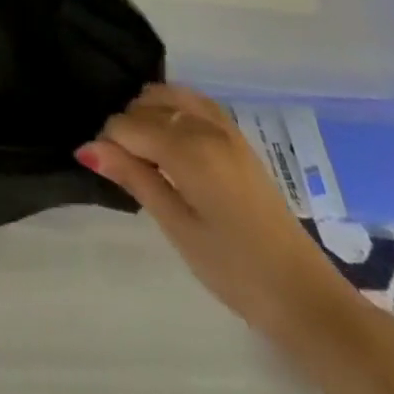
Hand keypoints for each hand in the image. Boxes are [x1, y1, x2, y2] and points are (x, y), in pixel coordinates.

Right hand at [76, 84, 357, 339]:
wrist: (307, 298)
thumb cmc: (235, 270)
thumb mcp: (177, 227)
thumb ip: (133, 178)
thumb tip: (86, 148)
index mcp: (189, 148)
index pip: (125, 124)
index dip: (108, 146)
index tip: (110, 175)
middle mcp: (206, 126)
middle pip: (144, 105)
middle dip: (127, 129)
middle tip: (128, 171)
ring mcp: (226, 128)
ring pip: (167, 95)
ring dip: (148, 115)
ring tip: (147, 156)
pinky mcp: (238, 138)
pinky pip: (193, 102)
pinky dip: (172, 109)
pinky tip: (171, 141)